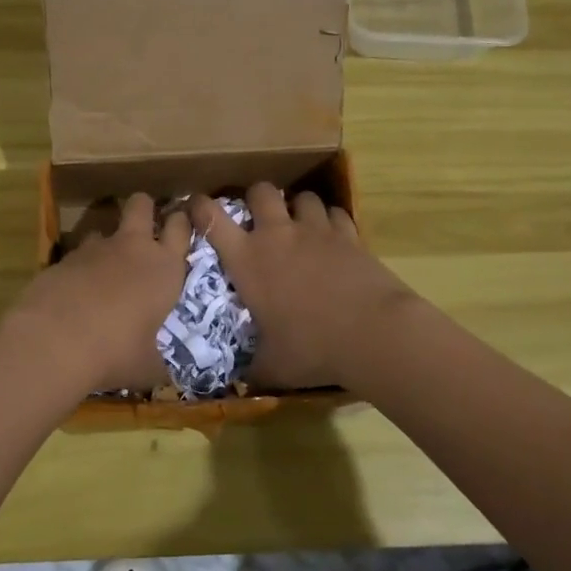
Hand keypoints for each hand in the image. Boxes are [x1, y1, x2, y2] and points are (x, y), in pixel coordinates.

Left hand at [7, 193, 189, 393]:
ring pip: (104, 227)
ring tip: (104, 265)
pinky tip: (76, 290)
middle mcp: (132, 248)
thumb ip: (159, 363)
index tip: (180, 222)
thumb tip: (167, 376)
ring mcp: (95, 249)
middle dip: (144, 207)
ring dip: (107, 240)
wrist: (55, 341)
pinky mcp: (63, 258)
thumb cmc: (116, 352)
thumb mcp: (147, 367)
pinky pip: (78, 253)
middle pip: (141, 204)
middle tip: (144, 224)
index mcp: (164, 268)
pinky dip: (80, 266)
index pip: (180, 228)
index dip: (181, 221)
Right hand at [187, 182, 414, 390]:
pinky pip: (335, 212)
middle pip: (260, 192)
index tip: (197, 206)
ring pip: (302, 197)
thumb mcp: (272, 366)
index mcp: (247, 260)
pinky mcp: (349, 234)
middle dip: (256, 198)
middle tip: (259, 218)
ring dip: (297, 207)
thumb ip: (252, 366)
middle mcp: (278, 235)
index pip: (211, 219)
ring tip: (300, 225)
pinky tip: (333, 237)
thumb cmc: (312, 348)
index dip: (200, 207)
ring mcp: (315, 230)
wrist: (372, 333)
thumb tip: (240, 379)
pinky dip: (330, 220)